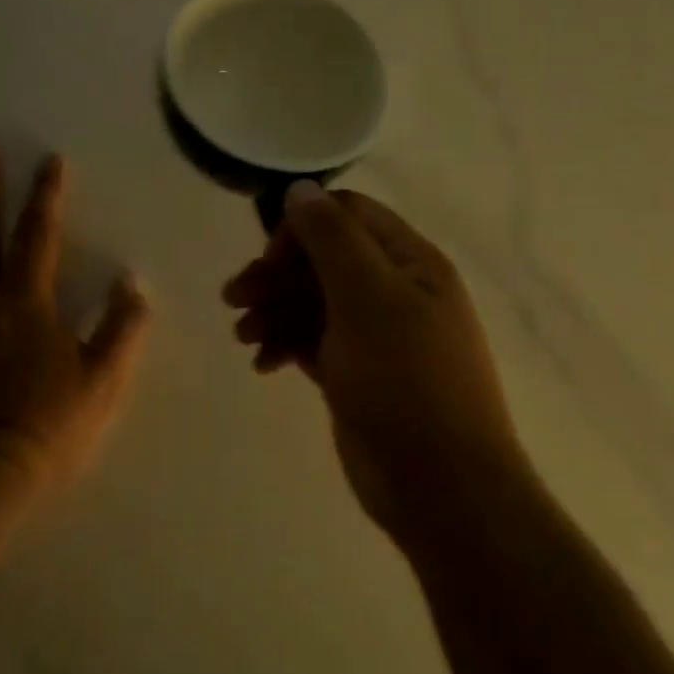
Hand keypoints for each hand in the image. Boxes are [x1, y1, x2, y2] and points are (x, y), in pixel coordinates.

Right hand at [224, 183, 525, 541]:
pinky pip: (313, 341)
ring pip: (313, 301)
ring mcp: (376, 334)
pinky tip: (262, 364)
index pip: (348, 215)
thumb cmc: (406, 380)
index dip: (303, 227)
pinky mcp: (356, 373)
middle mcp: (395, 289)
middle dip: (277, 273)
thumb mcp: (368, 297)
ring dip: (274, 310)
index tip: (270, 257)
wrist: (440, 485)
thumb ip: (332, 238)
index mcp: (410, 261)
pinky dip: (285, 344)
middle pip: (324, 259)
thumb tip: (299, 188)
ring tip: (244, 335)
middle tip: (234, 297)